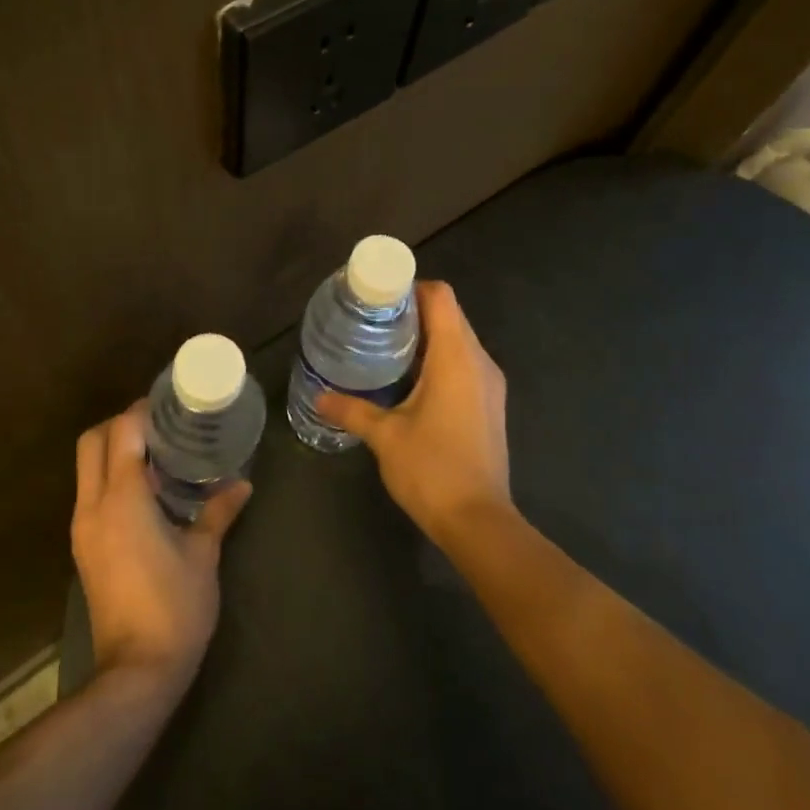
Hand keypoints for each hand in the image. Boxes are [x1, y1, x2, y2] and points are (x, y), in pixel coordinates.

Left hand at [72, 401, 251, 693]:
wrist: (136, 672)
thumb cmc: (175, 606)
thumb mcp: (203, 554)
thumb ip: (219, 512)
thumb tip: (241, 484)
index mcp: (123, 498)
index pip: (122, 432)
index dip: (142, 411)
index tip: (169, 404)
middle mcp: (94, 506)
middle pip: (91, 442)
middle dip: (120, 424)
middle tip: (159, 426)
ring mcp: (83, 529)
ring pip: (86, 468)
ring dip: (114, 451)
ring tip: (157, 454)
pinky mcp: (83, 549)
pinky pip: (90, 494)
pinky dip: (111, 478)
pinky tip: (146, 492)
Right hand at [317, 281, 512, 547]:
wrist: (479, 522)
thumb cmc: (432, 469)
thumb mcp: (385, 436)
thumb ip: (352, 409)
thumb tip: (319, 396)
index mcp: (456, 357)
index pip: (440, 297)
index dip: (410, 288)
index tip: (377, 297)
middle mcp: (479, 361)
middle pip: (449, 315)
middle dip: (412, 312)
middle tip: (371, 321)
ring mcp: (489, 384)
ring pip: (457, 340)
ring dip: (425, 337)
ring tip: (384, 346)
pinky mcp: (489, 404)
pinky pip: (463, 364)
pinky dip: (438, 359)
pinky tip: (408, 380)